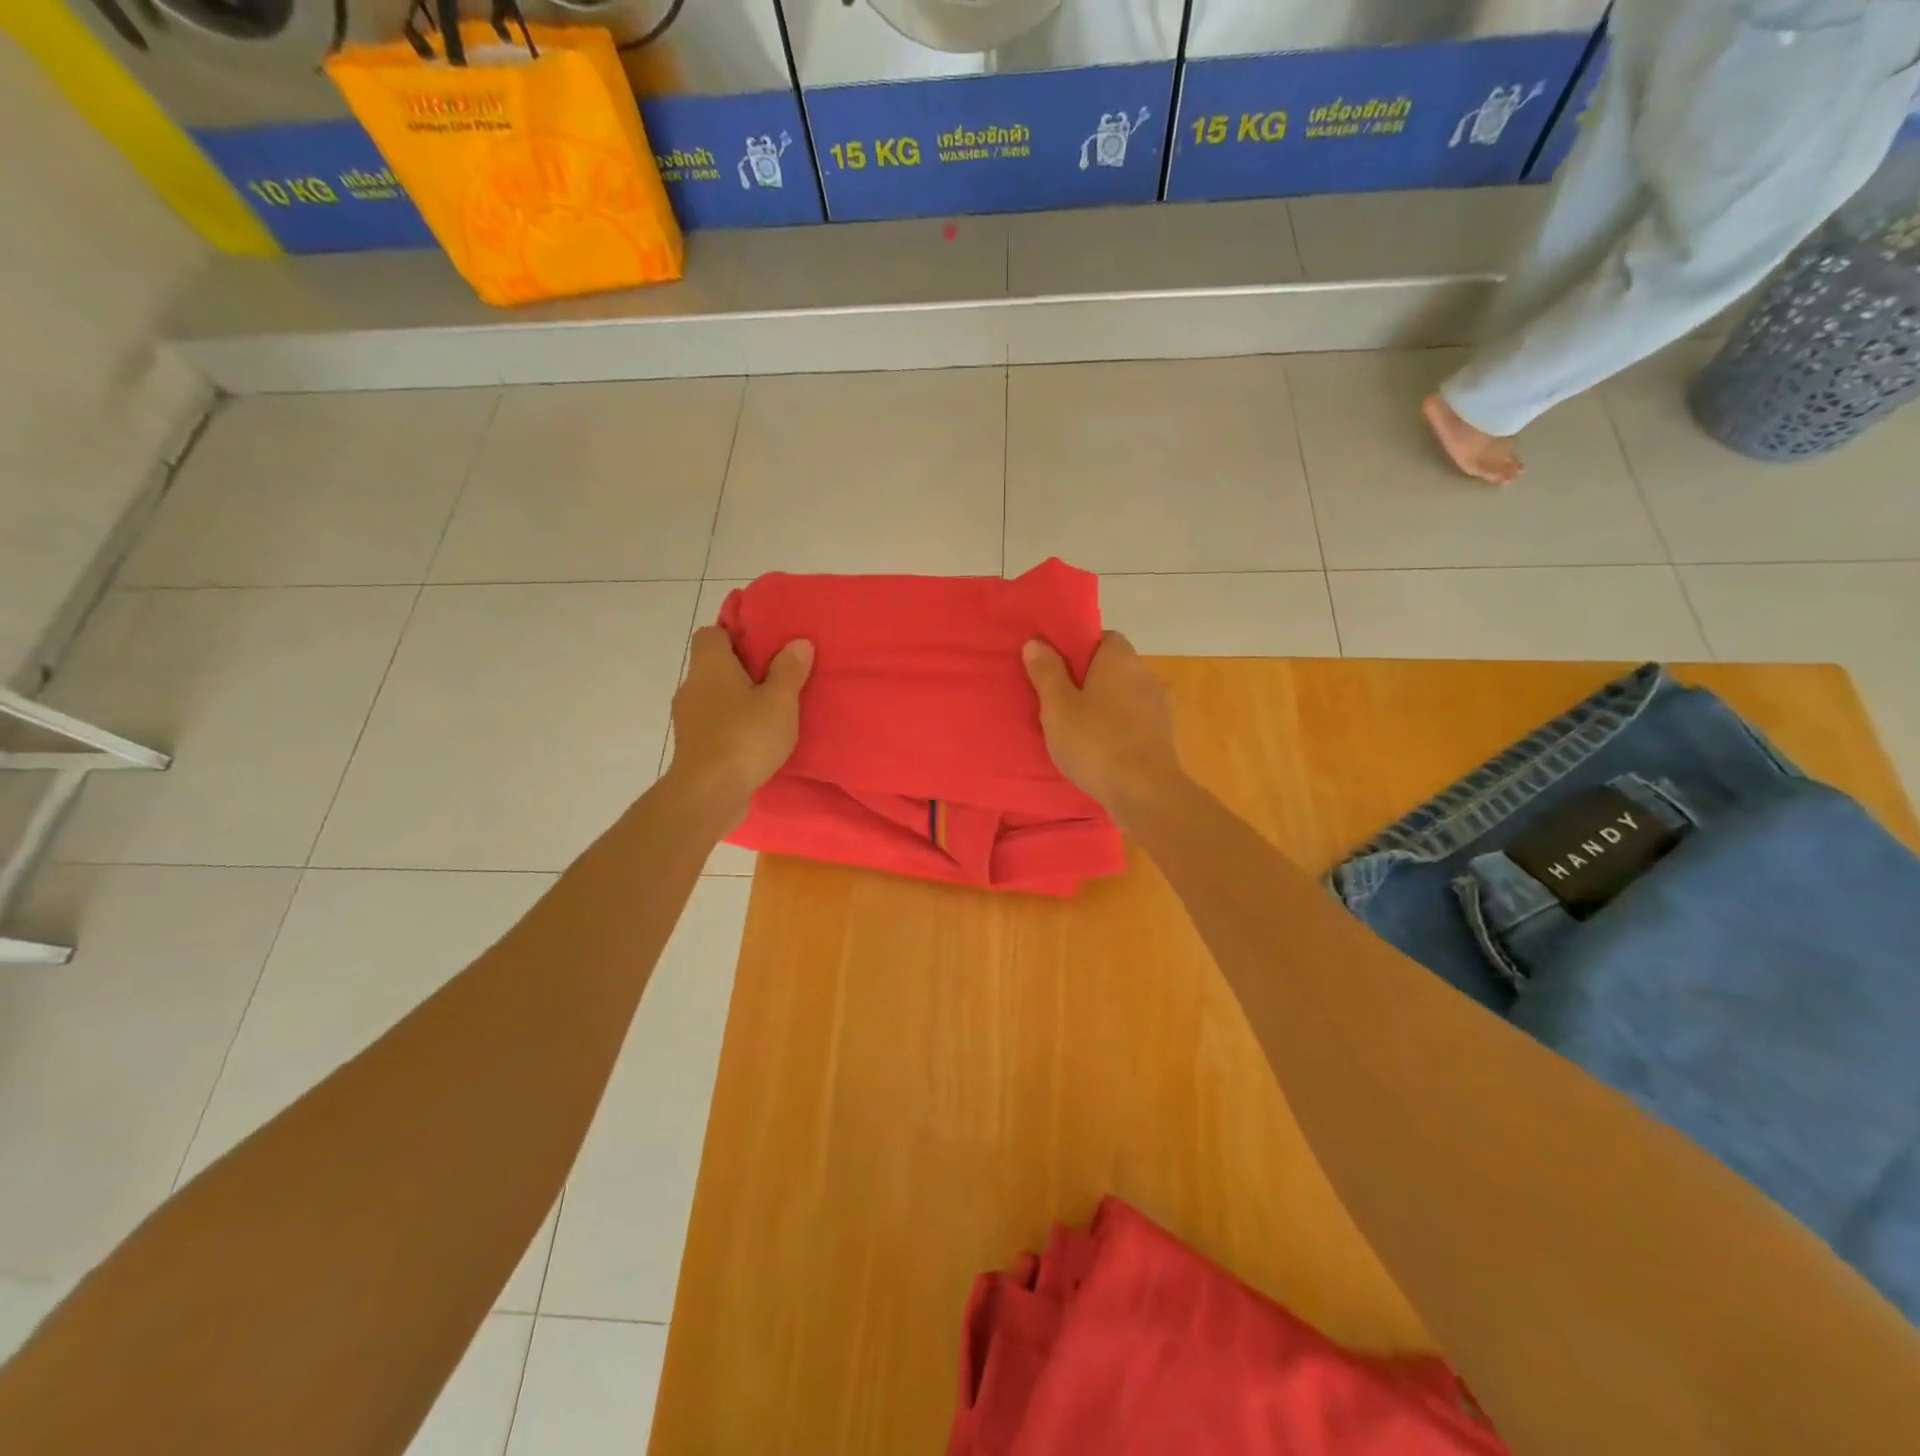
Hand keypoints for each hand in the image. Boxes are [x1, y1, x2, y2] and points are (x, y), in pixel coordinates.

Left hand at [666, 627, 812, 827]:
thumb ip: (789, 671)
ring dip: (737, 701)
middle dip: (742, 669)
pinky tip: (756, 739)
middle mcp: (692, 686)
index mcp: (709, 665)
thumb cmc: (745, 737)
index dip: (736, 634)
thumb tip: (798, 642)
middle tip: (777, 677)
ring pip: (714, 697)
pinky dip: (732, 726)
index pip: (712, 633)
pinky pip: (714, 724)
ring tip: (770, 711)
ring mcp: (688, 719)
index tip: (764, 645)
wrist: (708, 794)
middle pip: (714, 666)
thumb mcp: (779, 701)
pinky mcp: (693, 746)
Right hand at [1023, 632, 1182, 826]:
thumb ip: (1047, 673)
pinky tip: (1099, 747)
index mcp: (1120, 659)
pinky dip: (1118, 727)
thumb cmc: (1096, 742)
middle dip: (1089, 679)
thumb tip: (1036, 642)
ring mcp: (1158, 706)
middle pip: (1113, 667)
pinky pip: (1134, 721)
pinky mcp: (1163, 735)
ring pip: (1124, 695)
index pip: (1103, 637)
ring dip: (1105, 705)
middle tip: (1059, 700)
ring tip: (1076, 727)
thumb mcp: (1058, 707)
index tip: (1057, 668)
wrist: (1145, 792)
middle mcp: (1145, 674)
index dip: (1079, 649)